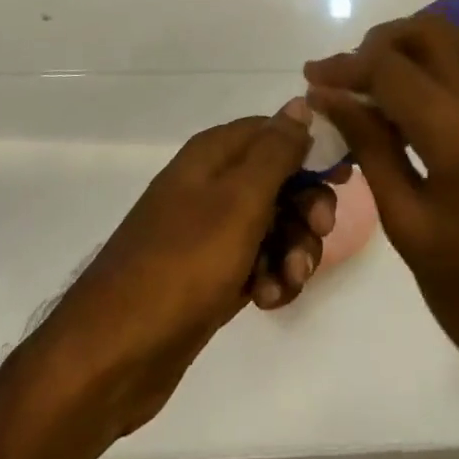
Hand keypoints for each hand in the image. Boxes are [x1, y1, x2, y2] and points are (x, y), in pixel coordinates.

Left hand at [30, 99, 338, 439]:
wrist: (113, 355)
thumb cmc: (182, 265)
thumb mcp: (238, 200)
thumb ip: (274, 151)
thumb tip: (300, 103)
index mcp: (214, 155)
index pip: (275, 131)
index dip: (312, 149)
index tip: (344, 176)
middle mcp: (212, 185)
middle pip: (280, 180)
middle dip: (306, 207)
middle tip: (321, 233)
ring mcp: (210, 232)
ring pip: (274, 225)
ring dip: (292, 250)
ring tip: (288, 280)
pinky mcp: (210, 275)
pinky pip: (257, 263)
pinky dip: (270, 278)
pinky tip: (268, 301)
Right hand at [305, 17, 458, 406]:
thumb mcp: (409, 227)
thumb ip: (370, 148)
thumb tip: (330, 98)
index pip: (392, 68)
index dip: (345, 67)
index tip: (312, 79)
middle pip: (431, 32)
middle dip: (381, 41)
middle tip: (347, 76)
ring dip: (414, 45)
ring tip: (376, 81)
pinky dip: (441, 63)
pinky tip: (414, 101)